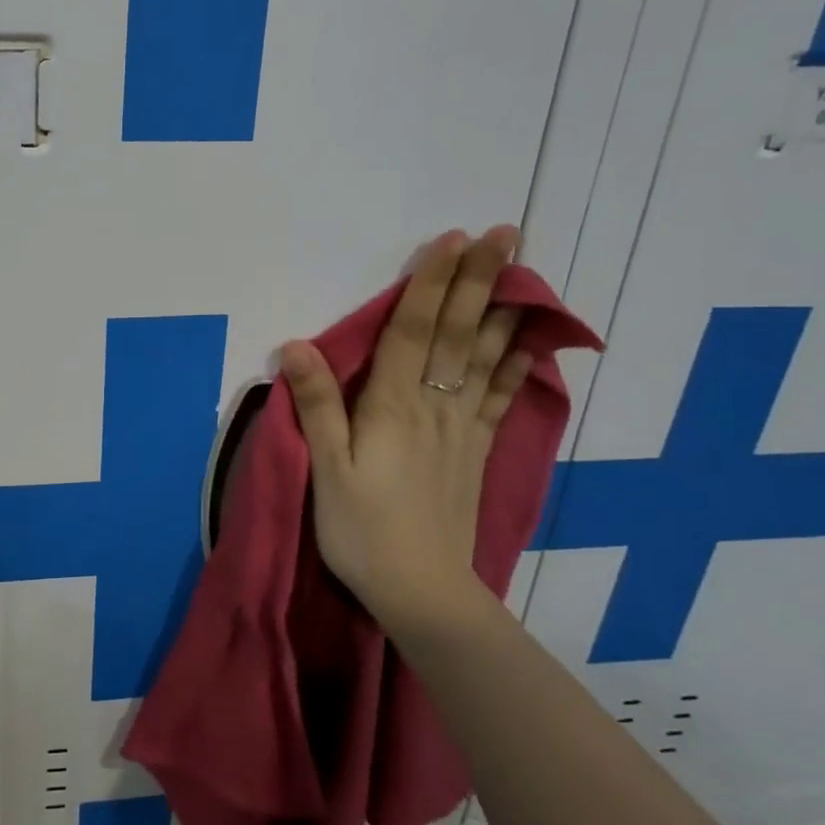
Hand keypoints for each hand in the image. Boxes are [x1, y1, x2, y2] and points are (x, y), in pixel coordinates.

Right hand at [280, 227, 528, 633]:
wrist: (422, 591)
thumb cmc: (361, 529)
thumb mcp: (326, 469)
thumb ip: (317, 406)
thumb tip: (296, 346)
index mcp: (393, 407)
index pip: (414, 332)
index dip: (431, 284)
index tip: (451, 240)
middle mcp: (435, 407)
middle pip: (458, 334)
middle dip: (478, 281)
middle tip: (506, 233)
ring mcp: (462, 429)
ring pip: (485, 358)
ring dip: (503, 311)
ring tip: (525, 272)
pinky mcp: (475, 452)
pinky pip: (500, 398)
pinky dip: (516, 366)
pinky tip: (528, 344)